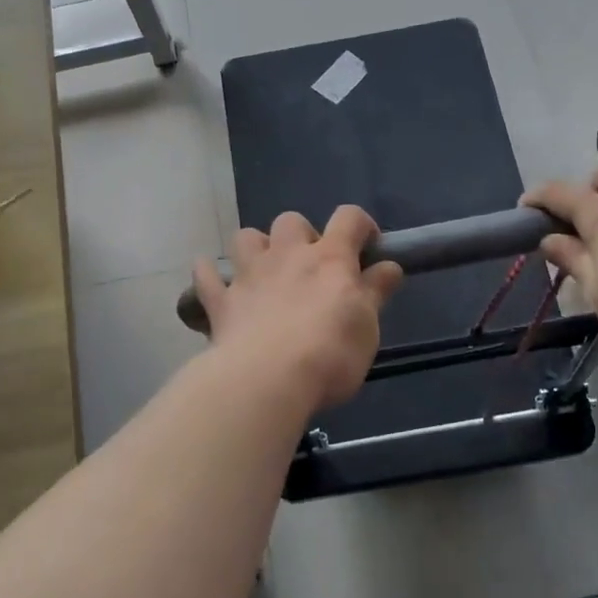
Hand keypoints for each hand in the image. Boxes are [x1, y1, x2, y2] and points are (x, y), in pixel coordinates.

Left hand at [193, 206, 402, 409]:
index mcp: (329, 259)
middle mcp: (287, 256)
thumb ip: (376, 292)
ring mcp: (249, 276)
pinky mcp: (221, 301)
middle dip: (302, 235)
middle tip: (311, 268)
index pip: (349, 218)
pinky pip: (207, 276)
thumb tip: (390, 266)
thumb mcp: (367, 326)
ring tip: (265, 270)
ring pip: (246, 237)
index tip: (367, 249)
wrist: (266, 379)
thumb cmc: (330, 353)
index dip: (361, 226)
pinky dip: (211, 275)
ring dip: (256, 247)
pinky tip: (217, 282)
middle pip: (291, 221)